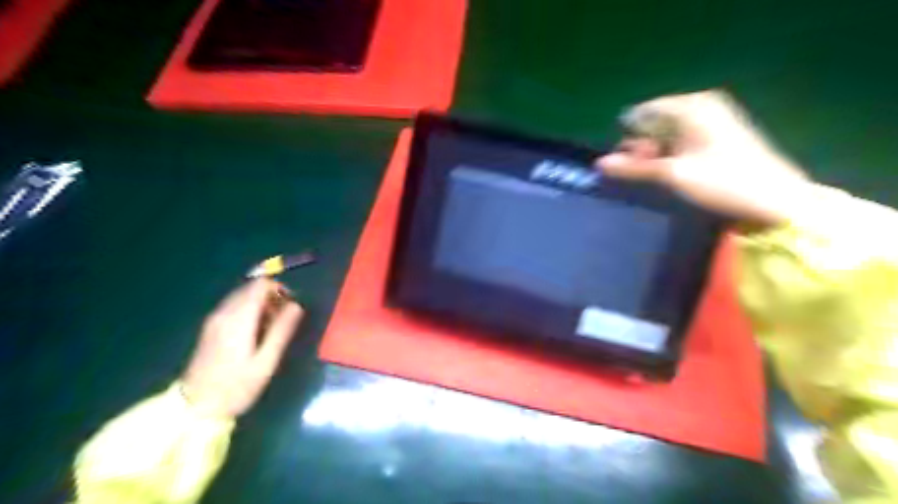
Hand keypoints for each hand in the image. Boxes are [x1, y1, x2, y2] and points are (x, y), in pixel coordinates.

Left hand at [180, 279, 302, 417]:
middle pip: (250, 288)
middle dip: (271, 297)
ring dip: (260, 303)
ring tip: (271, 326)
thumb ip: (282, 330)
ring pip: (242, 296)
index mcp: (238, 319)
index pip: (260, 286)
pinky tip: (255, 331)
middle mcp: (223, 313)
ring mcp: (214, 319)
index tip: (290, 306)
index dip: (279, 289)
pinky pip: (233, 306)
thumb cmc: (237, 387)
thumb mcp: (266, 361)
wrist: (195, 408)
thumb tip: (297, 305)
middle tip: (283, 318)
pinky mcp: (210, 327)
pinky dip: (248, 310)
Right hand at [595, 89, 814, 223]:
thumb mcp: (672, 175)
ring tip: (653, 178)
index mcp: (691, 107)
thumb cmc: (722, 181)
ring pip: (668, 134)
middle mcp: (701, 107)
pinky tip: (670, 174)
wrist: (774, 200)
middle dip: (642, 147)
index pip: (644, 112)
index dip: (629, 135)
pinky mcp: (718, 138)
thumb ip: (633, 168)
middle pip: (656, 122)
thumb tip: (599, 164)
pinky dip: (671, 156)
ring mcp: (712, 122)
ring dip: (655, 155)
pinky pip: (683, 141)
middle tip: (639, 173)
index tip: (623, 161)